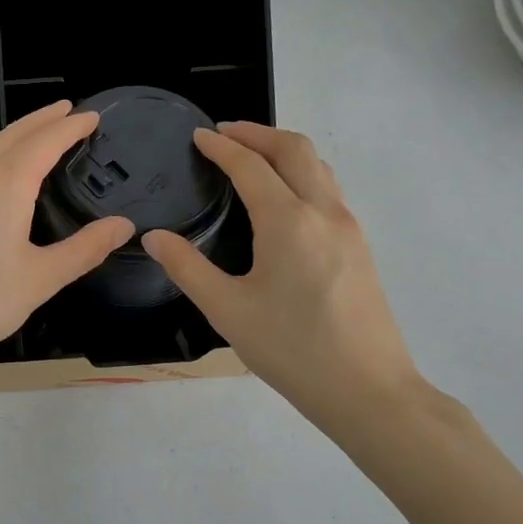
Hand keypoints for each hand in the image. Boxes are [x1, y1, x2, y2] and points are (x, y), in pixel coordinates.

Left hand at [0, 101, 135, 383]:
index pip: (45, 142)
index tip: (92, 116)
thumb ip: (85, 248)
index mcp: (5, 184)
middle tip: (67, 110)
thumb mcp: (42, 278)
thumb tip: (124, 225)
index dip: (71, 126)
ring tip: (27, 136)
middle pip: (12, 133)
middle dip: (42, 120)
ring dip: (8, 130)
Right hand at [142, 122, 425, 433]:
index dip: (222, 146)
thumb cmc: (292, 350)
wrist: (368, 390)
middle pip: (294, 149)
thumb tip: (154, 237)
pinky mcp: (360, 246)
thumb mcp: (228, 310)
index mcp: (288, 221)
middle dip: (257, 133)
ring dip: (283, 149)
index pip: (251, 166)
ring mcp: (349, 227)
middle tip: (224, 133)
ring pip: (318, 166)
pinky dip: (302, 172)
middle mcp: (324, 212)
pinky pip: (329, 189)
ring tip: (252, 156)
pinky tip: (284, 197)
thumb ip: (187, 268)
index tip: (198, 135)